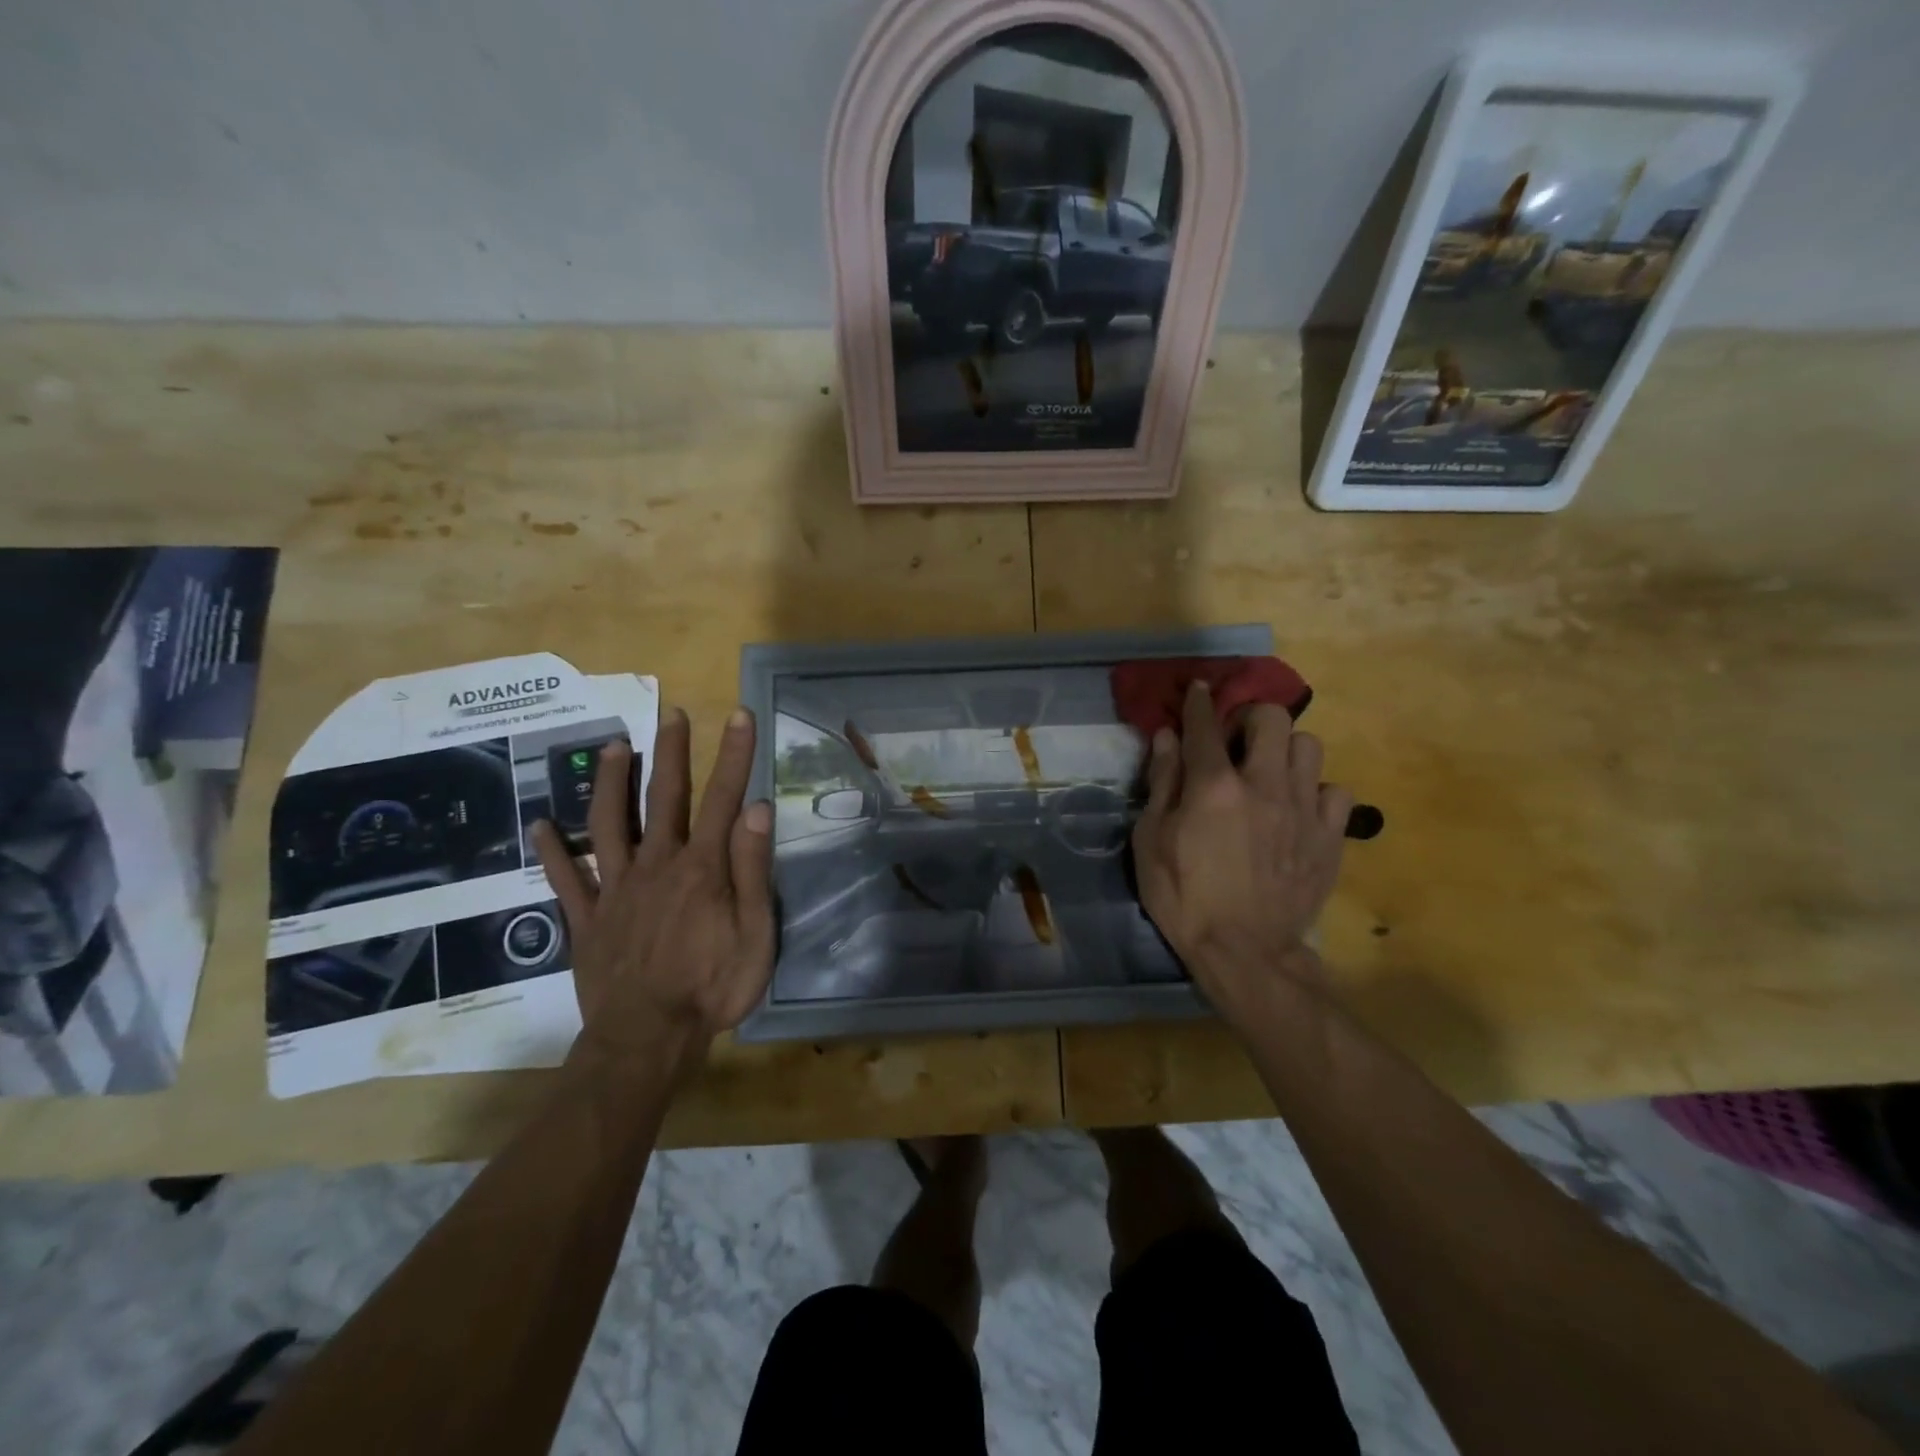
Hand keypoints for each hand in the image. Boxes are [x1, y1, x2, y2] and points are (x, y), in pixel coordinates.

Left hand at [532, 705, 775, 1081]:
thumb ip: (753, 870)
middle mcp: (657, 865)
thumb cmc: (712, 988)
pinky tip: (542, 825)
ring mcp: (616, 889)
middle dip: (671, 752)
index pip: (722, 798)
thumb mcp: (755, 933)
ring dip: (610, 783)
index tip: (738, 715)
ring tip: (612, 746)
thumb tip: (757, 808)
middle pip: (663, 798)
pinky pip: (567, 879)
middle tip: (672, 714)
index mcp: (702, 868)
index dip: (733, 755)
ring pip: (610, 824)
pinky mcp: (588, 918)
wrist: (647, 1039)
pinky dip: (554, 850)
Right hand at [1132, 682, 1352, 1025]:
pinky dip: (1316, 793)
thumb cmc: (1184, 898)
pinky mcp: (1331, 837)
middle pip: (1271, 718)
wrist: (1244, 953)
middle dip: (1251, 718)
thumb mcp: (1151, 841)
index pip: (1205, 725)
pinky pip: (1336, 792)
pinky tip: (1299, 811)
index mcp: (1214, 786)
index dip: (1199, 701)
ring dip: (1285, 751)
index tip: (1198, 689)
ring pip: (1309, 746)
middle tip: (1236, 741)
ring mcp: (1304, 809)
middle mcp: (1264, 785)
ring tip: (1270, 773)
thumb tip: (1166, 738)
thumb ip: (1161, 784)